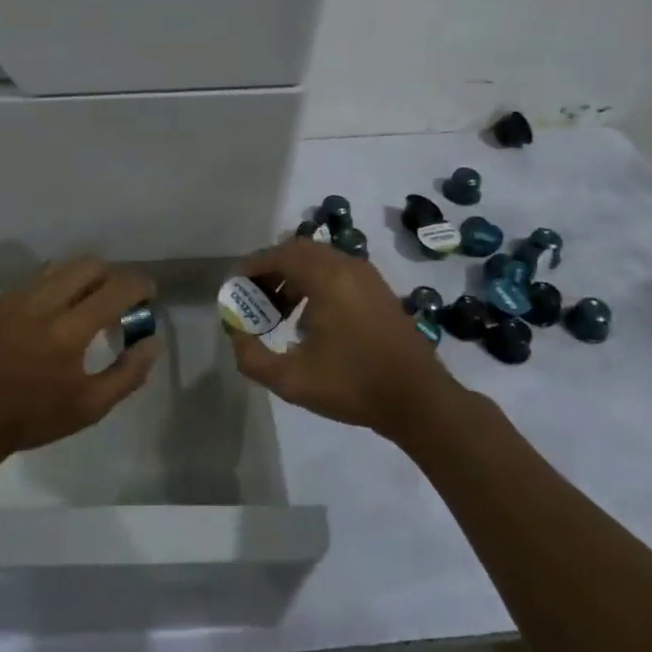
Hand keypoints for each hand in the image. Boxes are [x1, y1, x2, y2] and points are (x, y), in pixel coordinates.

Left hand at [0, 257, 158, 468]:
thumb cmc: (32, 419)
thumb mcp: (90, 407)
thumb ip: (128, 373)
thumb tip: (152, 340)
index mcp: (68, 331)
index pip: (116, 288)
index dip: (140, 285)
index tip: (149, 295)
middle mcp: (43, 304)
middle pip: (90, 265)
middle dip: (113, 276)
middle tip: (119, 302)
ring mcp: (17, 298)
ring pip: (62, 266)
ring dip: (84, 277)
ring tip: (88, 304)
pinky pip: (38, 278)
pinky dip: (58, 285)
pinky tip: (57, 312)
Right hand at [229, 239, 444, 435]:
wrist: (419, 400)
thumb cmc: (353, 386)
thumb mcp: (290, 380)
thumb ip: (251, 356)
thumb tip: (235, 333)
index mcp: (326, 278)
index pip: (278, 254)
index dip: (251, 267)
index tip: (233, 287)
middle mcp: (347, 266)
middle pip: (297, 251)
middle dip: (269, 269)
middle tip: (252, 297)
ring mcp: (366, 276)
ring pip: (318, 260)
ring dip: (291, 276)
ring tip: (275, 311)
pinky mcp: (378, 289)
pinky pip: (336, 271)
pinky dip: (313, 282)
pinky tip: (306, 318)